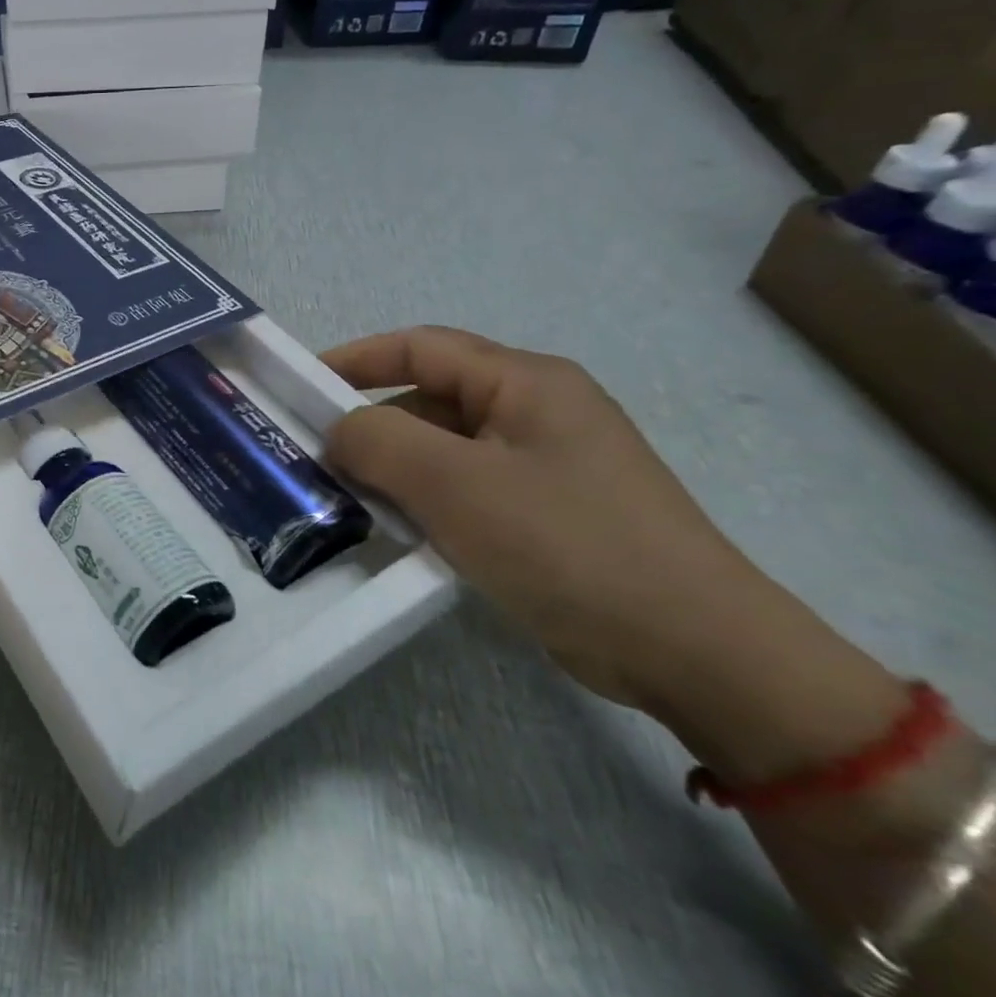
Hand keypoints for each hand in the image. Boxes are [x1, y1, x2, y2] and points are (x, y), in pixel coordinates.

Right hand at [319, 328, 899, 765]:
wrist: (695, 650)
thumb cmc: (566, 544)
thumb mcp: (455, 484)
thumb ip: (379, 442)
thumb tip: (338, 431)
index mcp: (525, 382)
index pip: (420, 346)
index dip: (355, 358)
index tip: (300, 385)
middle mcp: (538, 411)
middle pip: (432, 396)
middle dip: (372, 421)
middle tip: (317, 454)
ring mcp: (549, 464)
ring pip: (448, 447)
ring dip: (397, 465)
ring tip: (348, 495)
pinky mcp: (551, 512)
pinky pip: (469, 487)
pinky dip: (428, 499)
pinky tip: (403, 530)